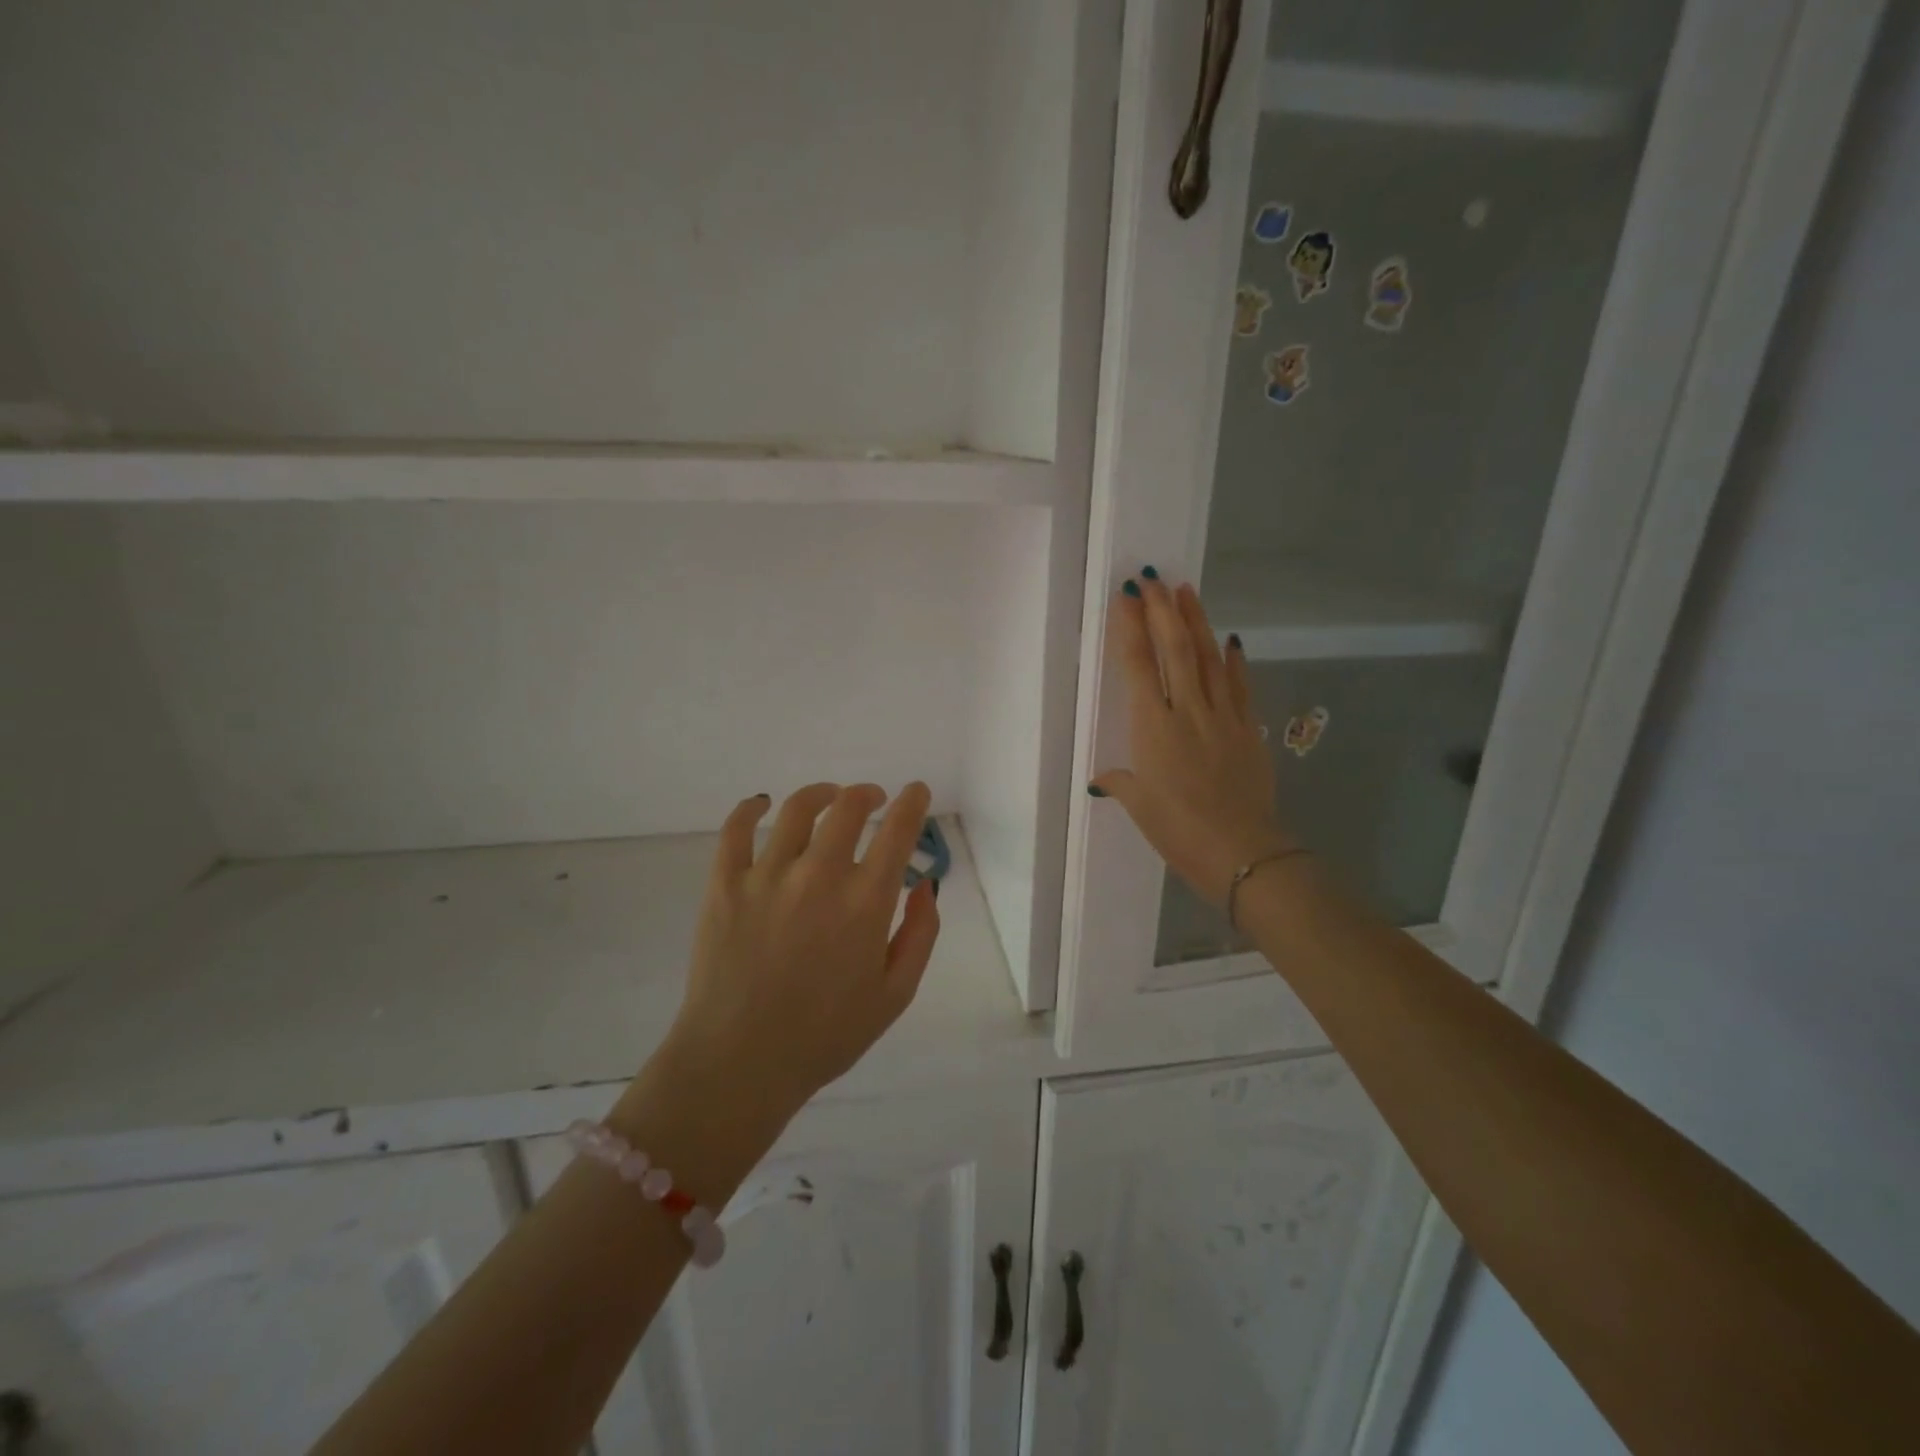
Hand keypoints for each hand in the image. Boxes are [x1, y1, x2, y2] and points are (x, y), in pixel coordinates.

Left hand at [663, 783, 940, 1124]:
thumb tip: (925, 884)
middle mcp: (818, 876)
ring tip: (829, 797)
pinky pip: (736, 829)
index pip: (897, 831)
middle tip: (874, 798)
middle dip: (868, 794)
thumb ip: (920, 934)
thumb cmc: (826, 1036)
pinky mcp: (724, 885)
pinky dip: (751, 808)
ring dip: (822, 793)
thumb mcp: (895, 994)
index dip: (912, 803)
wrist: (740, 1063)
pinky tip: (762, 804)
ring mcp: (767, 876)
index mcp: (865, 903)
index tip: (916, 791)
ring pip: (798, 809)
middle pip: (848, 807)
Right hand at [1090, 574, 1295, 905]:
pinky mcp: (1248, 729)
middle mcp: (1187, 712)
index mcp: (1153, 729)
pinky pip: (1240, 686)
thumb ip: (1121, 783)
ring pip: (1209, 659)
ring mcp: (1222, 717)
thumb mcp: (1141, 808)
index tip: (1127, 598)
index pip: (1139, 667)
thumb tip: (1102, 778)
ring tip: (1186, 591)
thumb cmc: (1179, 831)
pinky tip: (1231, 639)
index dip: (1131, 629)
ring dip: (1196, 622)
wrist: (1242, 852)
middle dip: (1162, 611)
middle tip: (1152, 578)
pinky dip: (1235, 661)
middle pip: (1175, 650)